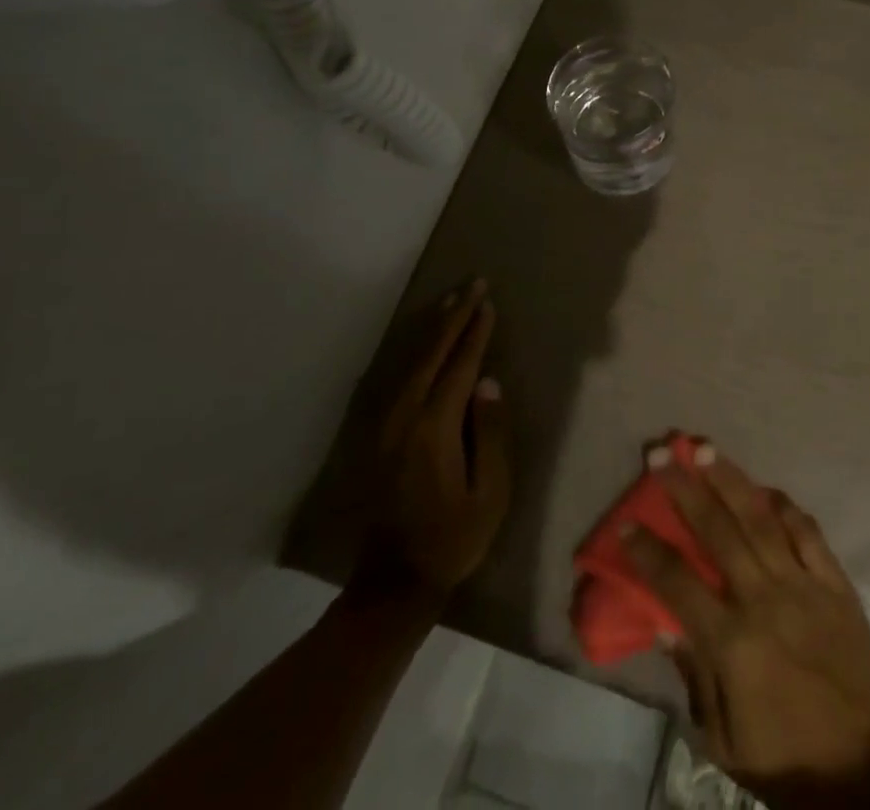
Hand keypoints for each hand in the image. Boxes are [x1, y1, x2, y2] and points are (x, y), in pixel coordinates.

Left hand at [352, 280, 509, 603]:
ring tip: (451, 302)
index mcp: (434, 429)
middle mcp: (405, 418)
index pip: (459, 367)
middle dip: (453, 317)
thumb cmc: (453, 539)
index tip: (489, 303)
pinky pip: (399, 378)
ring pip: (411, 362)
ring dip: (432, 329)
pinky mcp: (378, 435)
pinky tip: (423, 342)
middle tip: (473, 285)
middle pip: (431, 355)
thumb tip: (489, 383)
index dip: (475, 333)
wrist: (394, 584)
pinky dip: (415, 352)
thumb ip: (491, 434)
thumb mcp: (490, 493)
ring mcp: (386, 426)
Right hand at [623, 444, 869, 808]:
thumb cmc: (788, 761)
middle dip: (685, 488)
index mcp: (733, 644)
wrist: (869, 770)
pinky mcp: (835, 583)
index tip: (626, 521)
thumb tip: (664, 623)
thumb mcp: (725, 741)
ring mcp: (804, 585)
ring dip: (730, 480)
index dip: (648, 551)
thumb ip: (695, 677)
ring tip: (705, 449)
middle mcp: (765, 600)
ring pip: (760, 518)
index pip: (678, 583)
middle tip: (662, 454)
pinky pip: (808, 532)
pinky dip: (785, 506)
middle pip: (717, 531)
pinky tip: (766, 489)